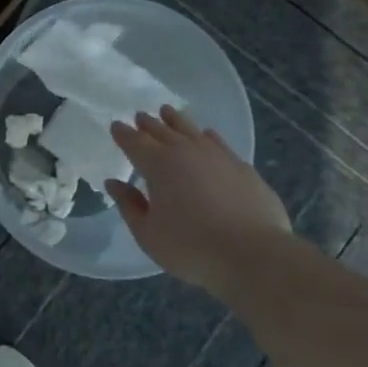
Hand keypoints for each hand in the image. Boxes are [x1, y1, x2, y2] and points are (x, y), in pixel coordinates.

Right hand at [107, 106, 294, 293]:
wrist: (253, 254)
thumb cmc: (191, 247)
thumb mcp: (148, 234)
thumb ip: (129, 205)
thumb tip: (114, 183)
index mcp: (157, 164)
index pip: (134, 142)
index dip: (123, 133)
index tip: (116, 126)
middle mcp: (185, 151)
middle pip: (161, 130)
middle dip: (148, 123)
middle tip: (140, 116)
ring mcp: (217, 155)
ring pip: (190, 129)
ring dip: (176, 120)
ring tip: (168, 112)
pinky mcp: (241, 166)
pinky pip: (218, 142)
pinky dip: (207, 136)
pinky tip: (207, 135)